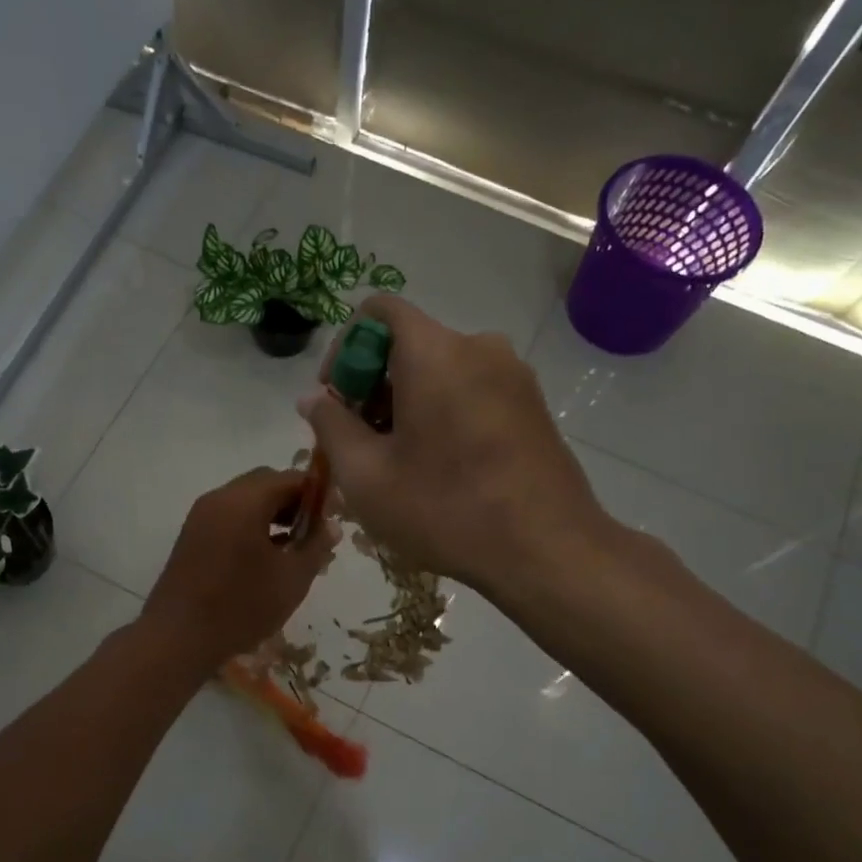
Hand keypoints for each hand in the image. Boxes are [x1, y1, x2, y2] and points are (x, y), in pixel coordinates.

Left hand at [141, 467, 336, 671]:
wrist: (178, 638)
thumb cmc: (241, 606)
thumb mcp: (291, 579)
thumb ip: (316, 546)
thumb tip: (331, 526)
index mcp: (244, 501)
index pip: (290, 478)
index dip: (317, 493)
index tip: (334, 517)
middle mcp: (219, 498)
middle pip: (265, 484)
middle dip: (294, 502)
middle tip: (315, 532)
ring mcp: (201, 516)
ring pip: (246, 500)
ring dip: (273, 514)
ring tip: (294, 547)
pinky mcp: (192, 536)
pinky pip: (229, 517)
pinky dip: (252, 525)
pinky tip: (266, 557)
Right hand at [298, 295, 607, 595]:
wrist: (548, 550)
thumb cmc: (446, 509)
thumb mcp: (367, 476)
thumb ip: (331, 426)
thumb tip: (312, 398)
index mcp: (435, 352)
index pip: (379, 310)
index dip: (344, 346)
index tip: (337, 398)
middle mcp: (479, 347)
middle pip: (410, 344)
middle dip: (374, 385)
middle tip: (360, 443)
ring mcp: (514, 376)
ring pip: (442, 371)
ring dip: (408, 404)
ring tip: (398, 462)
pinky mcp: (533, 405)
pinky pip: (472, 391)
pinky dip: (444, 413)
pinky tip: (441, 467)